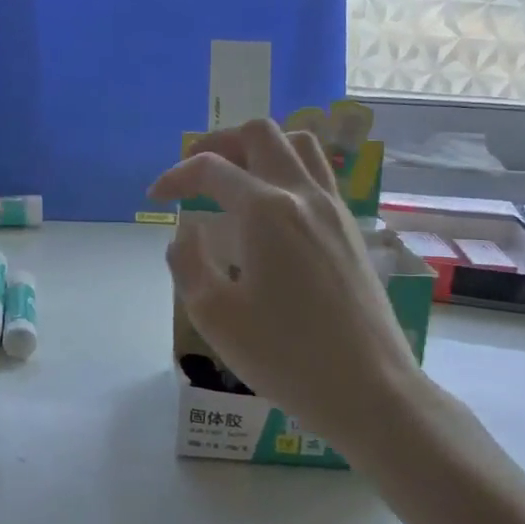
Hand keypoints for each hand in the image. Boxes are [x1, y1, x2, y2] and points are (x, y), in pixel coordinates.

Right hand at [150, 119, 420, 449]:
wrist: (369, 389)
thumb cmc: (286, 356)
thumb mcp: (214, 316)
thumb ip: (187, 262)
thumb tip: (186, 231)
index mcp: (265, 211)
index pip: (211, 168)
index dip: (176, 176)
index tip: (155, 197)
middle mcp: (302, 194)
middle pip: (259, 134)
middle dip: (218, 143)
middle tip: (195, 173)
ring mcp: (334, 208)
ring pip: (298, 143)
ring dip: (259, 148)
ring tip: (235, 177)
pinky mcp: (351, 227)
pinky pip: (318, 172)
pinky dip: (287, 168)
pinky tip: (272, 207)